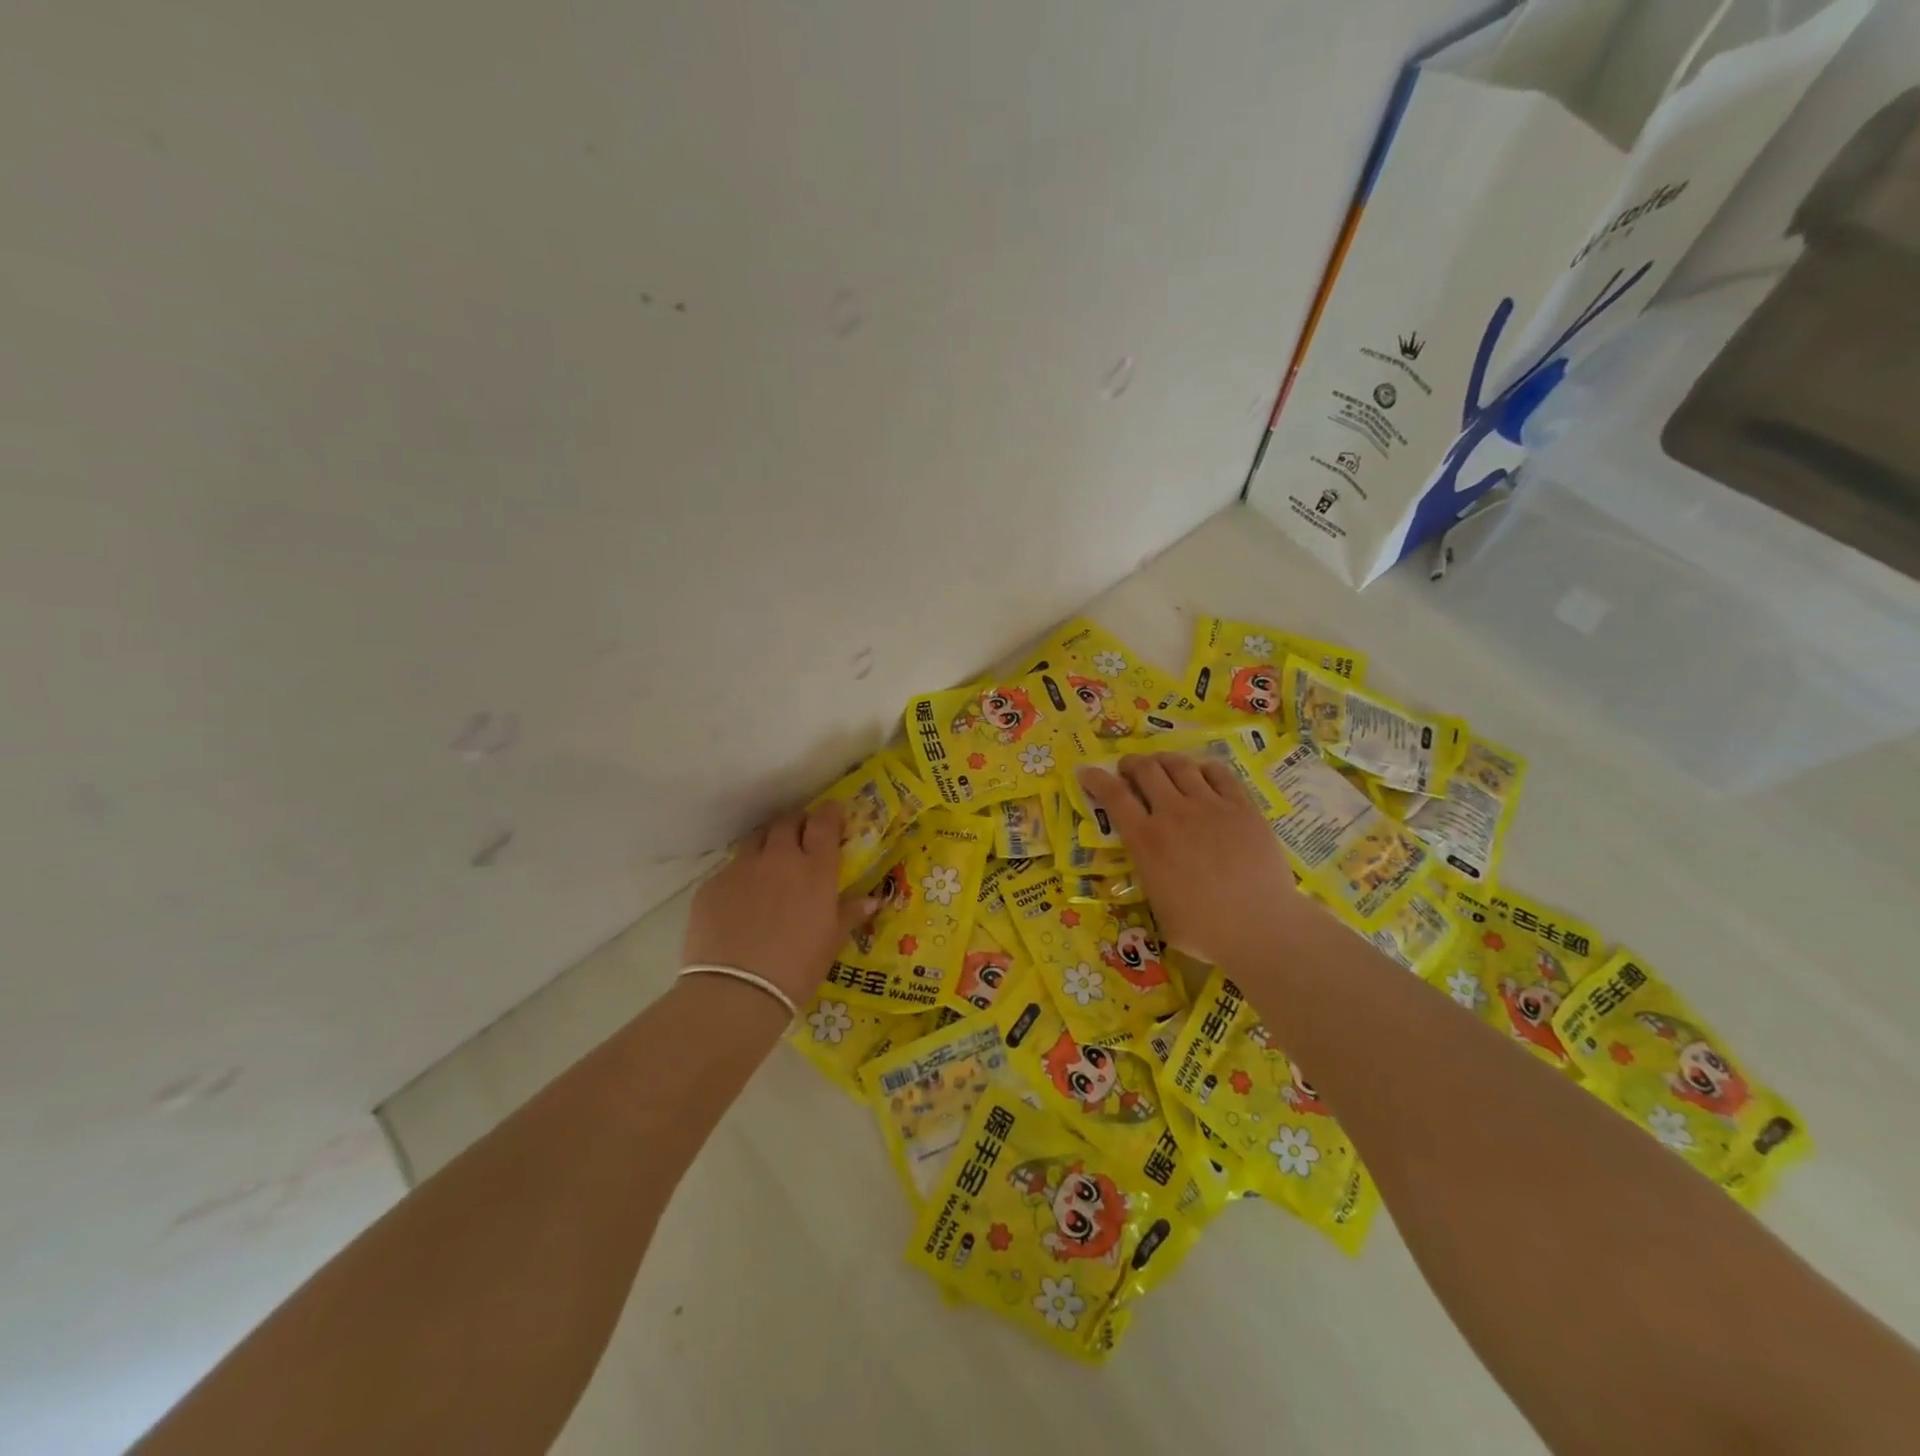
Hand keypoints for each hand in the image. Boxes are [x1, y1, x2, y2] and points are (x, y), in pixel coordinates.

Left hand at [681, 803, 878, 1005]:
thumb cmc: (797, 968)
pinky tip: (741, 900)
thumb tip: (872, 900)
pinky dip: (741, 876)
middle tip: (801, 836)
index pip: (824, 823)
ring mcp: (742, 868)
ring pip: (756, 839)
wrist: (735, 991)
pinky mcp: (712, 885)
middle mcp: (779, 858)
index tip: (833, 812)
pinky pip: (731, 869)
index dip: (830, 813)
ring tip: (770, 862)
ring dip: (768, 843)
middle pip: (787, 822)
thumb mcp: (831, 941)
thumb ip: (850, 913)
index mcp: (815, 869)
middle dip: (797, 823)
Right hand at [1077, 752, 1297, 966]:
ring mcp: (1210, 806)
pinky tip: (1202, 773)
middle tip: (1129, 769)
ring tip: (1162, 765)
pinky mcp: (1242, 806)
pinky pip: (1219, 773)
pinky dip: (1204, 768)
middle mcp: (1173, 813)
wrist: (1260, 927)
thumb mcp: (1156, 906)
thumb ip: (1148, 875)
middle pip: (1146, 769)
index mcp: (1146, 840)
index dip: (1096, 778)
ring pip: (1180, 765)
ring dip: (1164, 760)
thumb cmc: (1203, 930)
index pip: (1113, 795)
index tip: (1087, 772)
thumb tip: (1149, 867)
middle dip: (1132, 764)